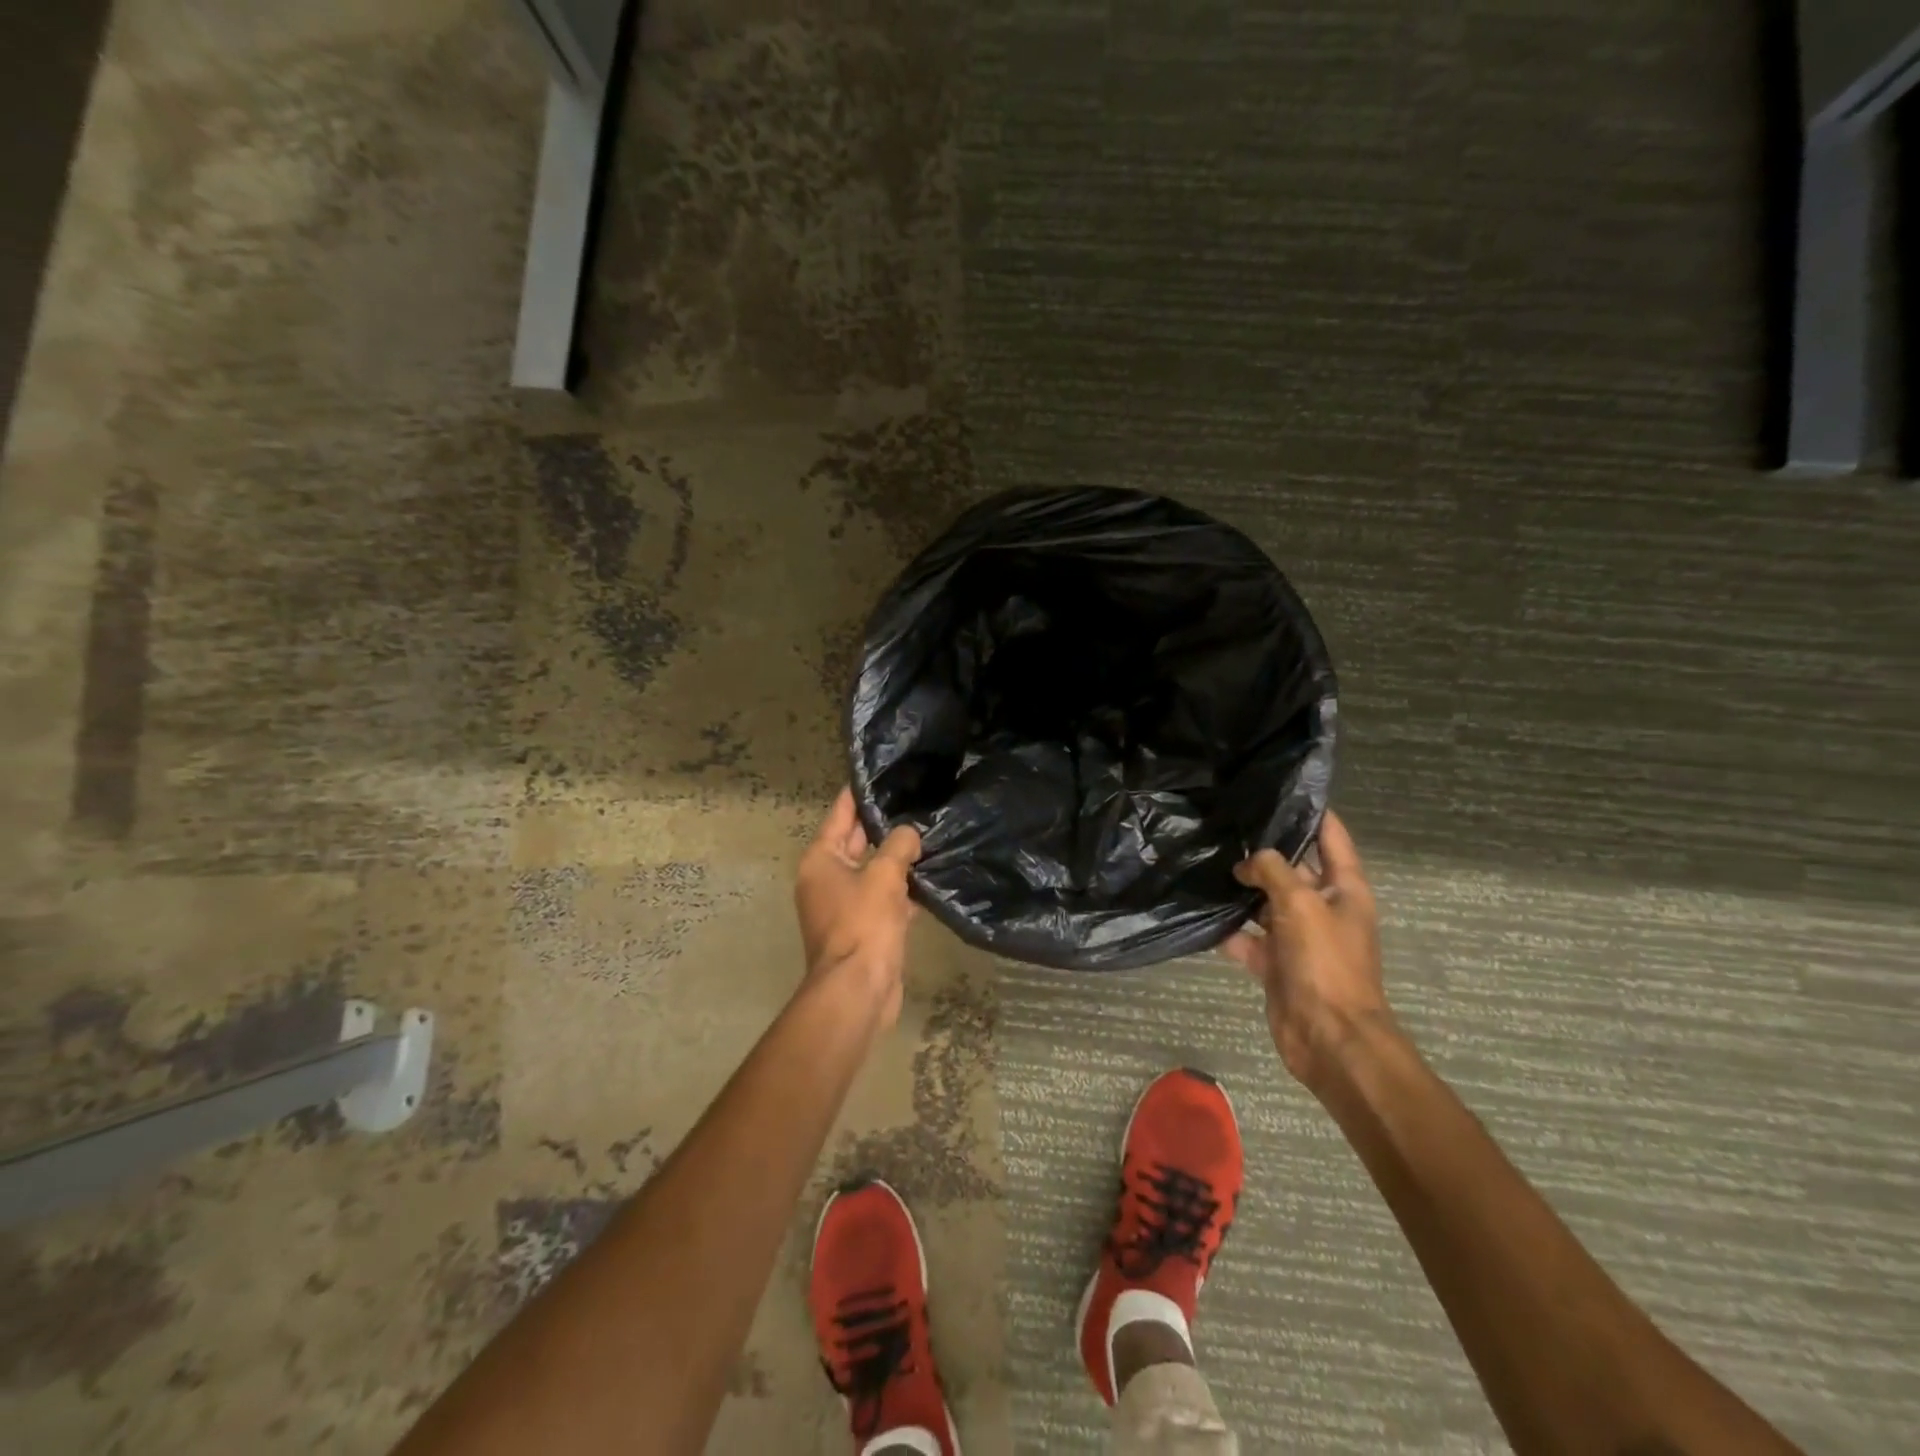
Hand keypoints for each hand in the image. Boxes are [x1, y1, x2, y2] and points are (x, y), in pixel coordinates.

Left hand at [794, 789, 922, 1025]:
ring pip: (874, 870)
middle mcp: (827, 878)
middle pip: (858, 841)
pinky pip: (885, 898)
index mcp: (821, 859)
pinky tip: (932, 877)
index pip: (841, 813)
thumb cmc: (863, 924)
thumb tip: (910, 834)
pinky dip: (903, 890)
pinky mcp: (864, 927)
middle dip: (886, 825)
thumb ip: (899, 846)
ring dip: (898, 858)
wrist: (858, 990)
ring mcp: (845, 905)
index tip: (882, 772)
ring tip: (931, 832)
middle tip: (917, 799)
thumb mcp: (884, 876)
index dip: (860, 792)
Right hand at [1222, 810, 1390, 1091]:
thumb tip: (1248, 862)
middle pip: (1292, 869)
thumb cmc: (1325, 963)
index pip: (1331, 837)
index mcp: (1344, 889)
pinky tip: (1204, 918)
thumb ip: (1272, 871)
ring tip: (1206, 864)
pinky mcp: (1277, 964)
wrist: (1328, 1037)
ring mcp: (1299, 937)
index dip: (1311, 812)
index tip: (1279, 789)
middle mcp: (1323, 908)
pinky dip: (1230, 932)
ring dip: (1242, 892)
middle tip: (1225, 826)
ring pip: (1266, 904)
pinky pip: (1249, 940)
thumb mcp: (1300, 904)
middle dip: (1263, 852)